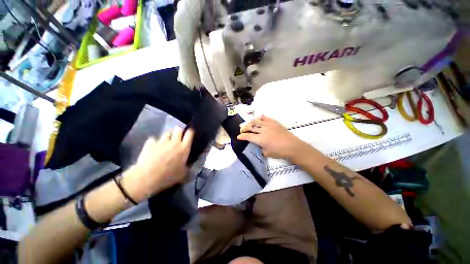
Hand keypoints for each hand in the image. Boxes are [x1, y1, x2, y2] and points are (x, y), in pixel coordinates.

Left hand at [122, 127, 194, 201]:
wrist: (147, 177)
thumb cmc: (168, 176)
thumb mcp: (182, 173)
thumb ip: (187, 166)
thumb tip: (188, 164)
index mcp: (184, 148)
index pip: (190, 133)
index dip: (190, 131)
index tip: (190, 133)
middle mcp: (174, 142)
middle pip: (178, 129)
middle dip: (178, 131)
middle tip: (177, 137)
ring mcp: (161, 141)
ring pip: (166, 133)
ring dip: (167, 136)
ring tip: (165, 142)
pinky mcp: (150, 143)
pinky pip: (153, 139)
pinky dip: (154, 142)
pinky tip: (152, 147)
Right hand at [238, 115, 309, 160]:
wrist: (292, 146)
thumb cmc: (279, 151)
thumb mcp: (267, 153)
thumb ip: (260, 148)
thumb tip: (258, 145)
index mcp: (260, 139)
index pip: (248, 136)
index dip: (242, 136)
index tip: (238, 137)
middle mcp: (263, 130)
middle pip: (250, 127)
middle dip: (244, 128)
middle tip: (242, 129)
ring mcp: (268, 125)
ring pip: (256, 121)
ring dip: (250, 122)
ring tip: (248, 123)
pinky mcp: (274, 122)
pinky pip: (265, 117)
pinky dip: (260, 117)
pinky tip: (258, 118)